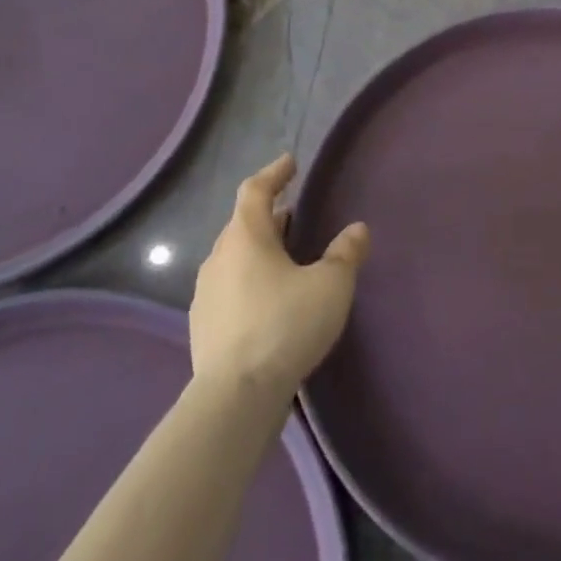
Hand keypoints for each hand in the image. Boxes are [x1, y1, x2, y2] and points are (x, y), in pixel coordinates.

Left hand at [189, 154, 368, 404]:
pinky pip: (229, 288)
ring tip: (283, 258)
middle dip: (269, 215)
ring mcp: (205, 293)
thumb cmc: (285, 325)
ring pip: (234, 257)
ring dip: (258, 249)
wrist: (235, 396)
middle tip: (293, 213)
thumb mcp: (330, 285)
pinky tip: (267, 301)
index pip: (255, 190)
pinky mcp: (203, 326)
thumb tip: (357, 229)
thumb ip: (346, 253)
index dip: (274, 173)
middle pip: (243, 224)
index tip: (290, 163)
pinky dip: (248, 281)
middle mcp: (219, 257)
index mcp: (246, 236)